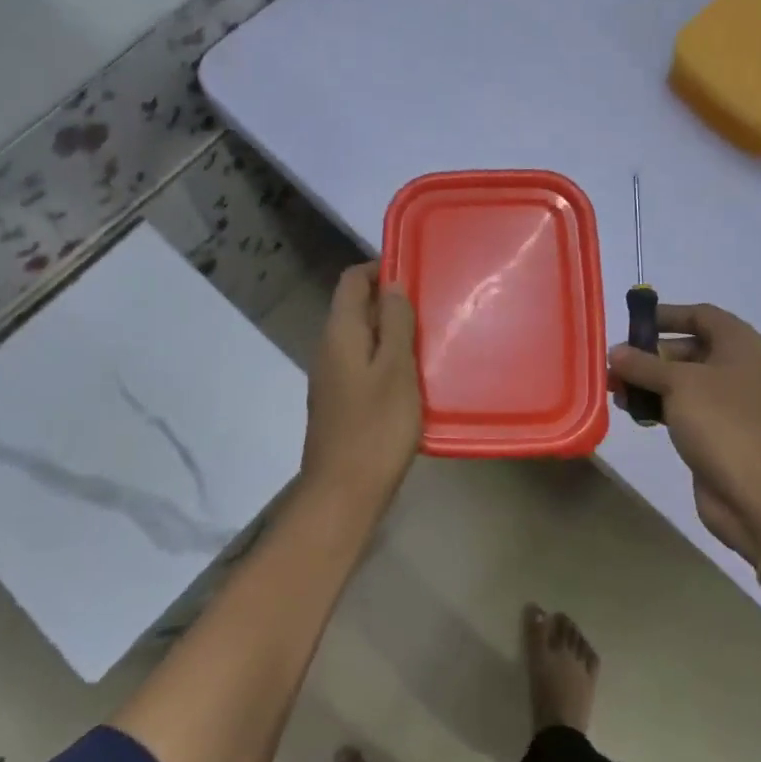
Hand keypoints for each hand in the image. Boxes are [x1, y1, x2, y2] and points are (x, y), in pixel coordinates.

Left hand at [301, 264, 420, 504]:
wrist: (343, 492)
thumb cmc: (376, 427)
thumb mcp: (396, 369)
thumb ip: (395, 323)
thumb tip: (392, 284)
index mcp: (339, 333)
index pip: (352, 280)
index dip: (380, 269)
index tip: (417, 275)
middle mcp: (329, 348)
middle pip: (356, 307)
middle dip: (391, 301)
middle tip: (432, 308)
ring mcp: (332, 377)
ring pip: (362, 337)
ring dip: (392, 332)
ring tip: (429, 339)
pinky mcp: (341, 401)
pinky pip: (363, 364)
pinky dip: (386, 359)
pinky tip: (413, 376)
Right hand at [610, 303, 760, 566]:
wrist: (753, 491)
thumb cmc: (720, 422)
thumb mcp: (677, 383)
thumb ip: (643, 364)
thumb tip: (615, 352)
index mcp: (738, 344)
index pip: (700, 314)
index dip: (666, 315)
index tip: (632, 323)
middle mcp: (735, 366)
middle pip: (686, 347)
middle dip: (648, 354)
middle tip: (614, 364)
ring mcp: (726, 400)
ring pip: (679, 380)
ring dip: (647, 382)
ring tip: (615, 391)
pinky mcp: (714, 428)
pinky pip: (680, 406)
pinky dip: (656, 405)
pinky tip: (631, 412)